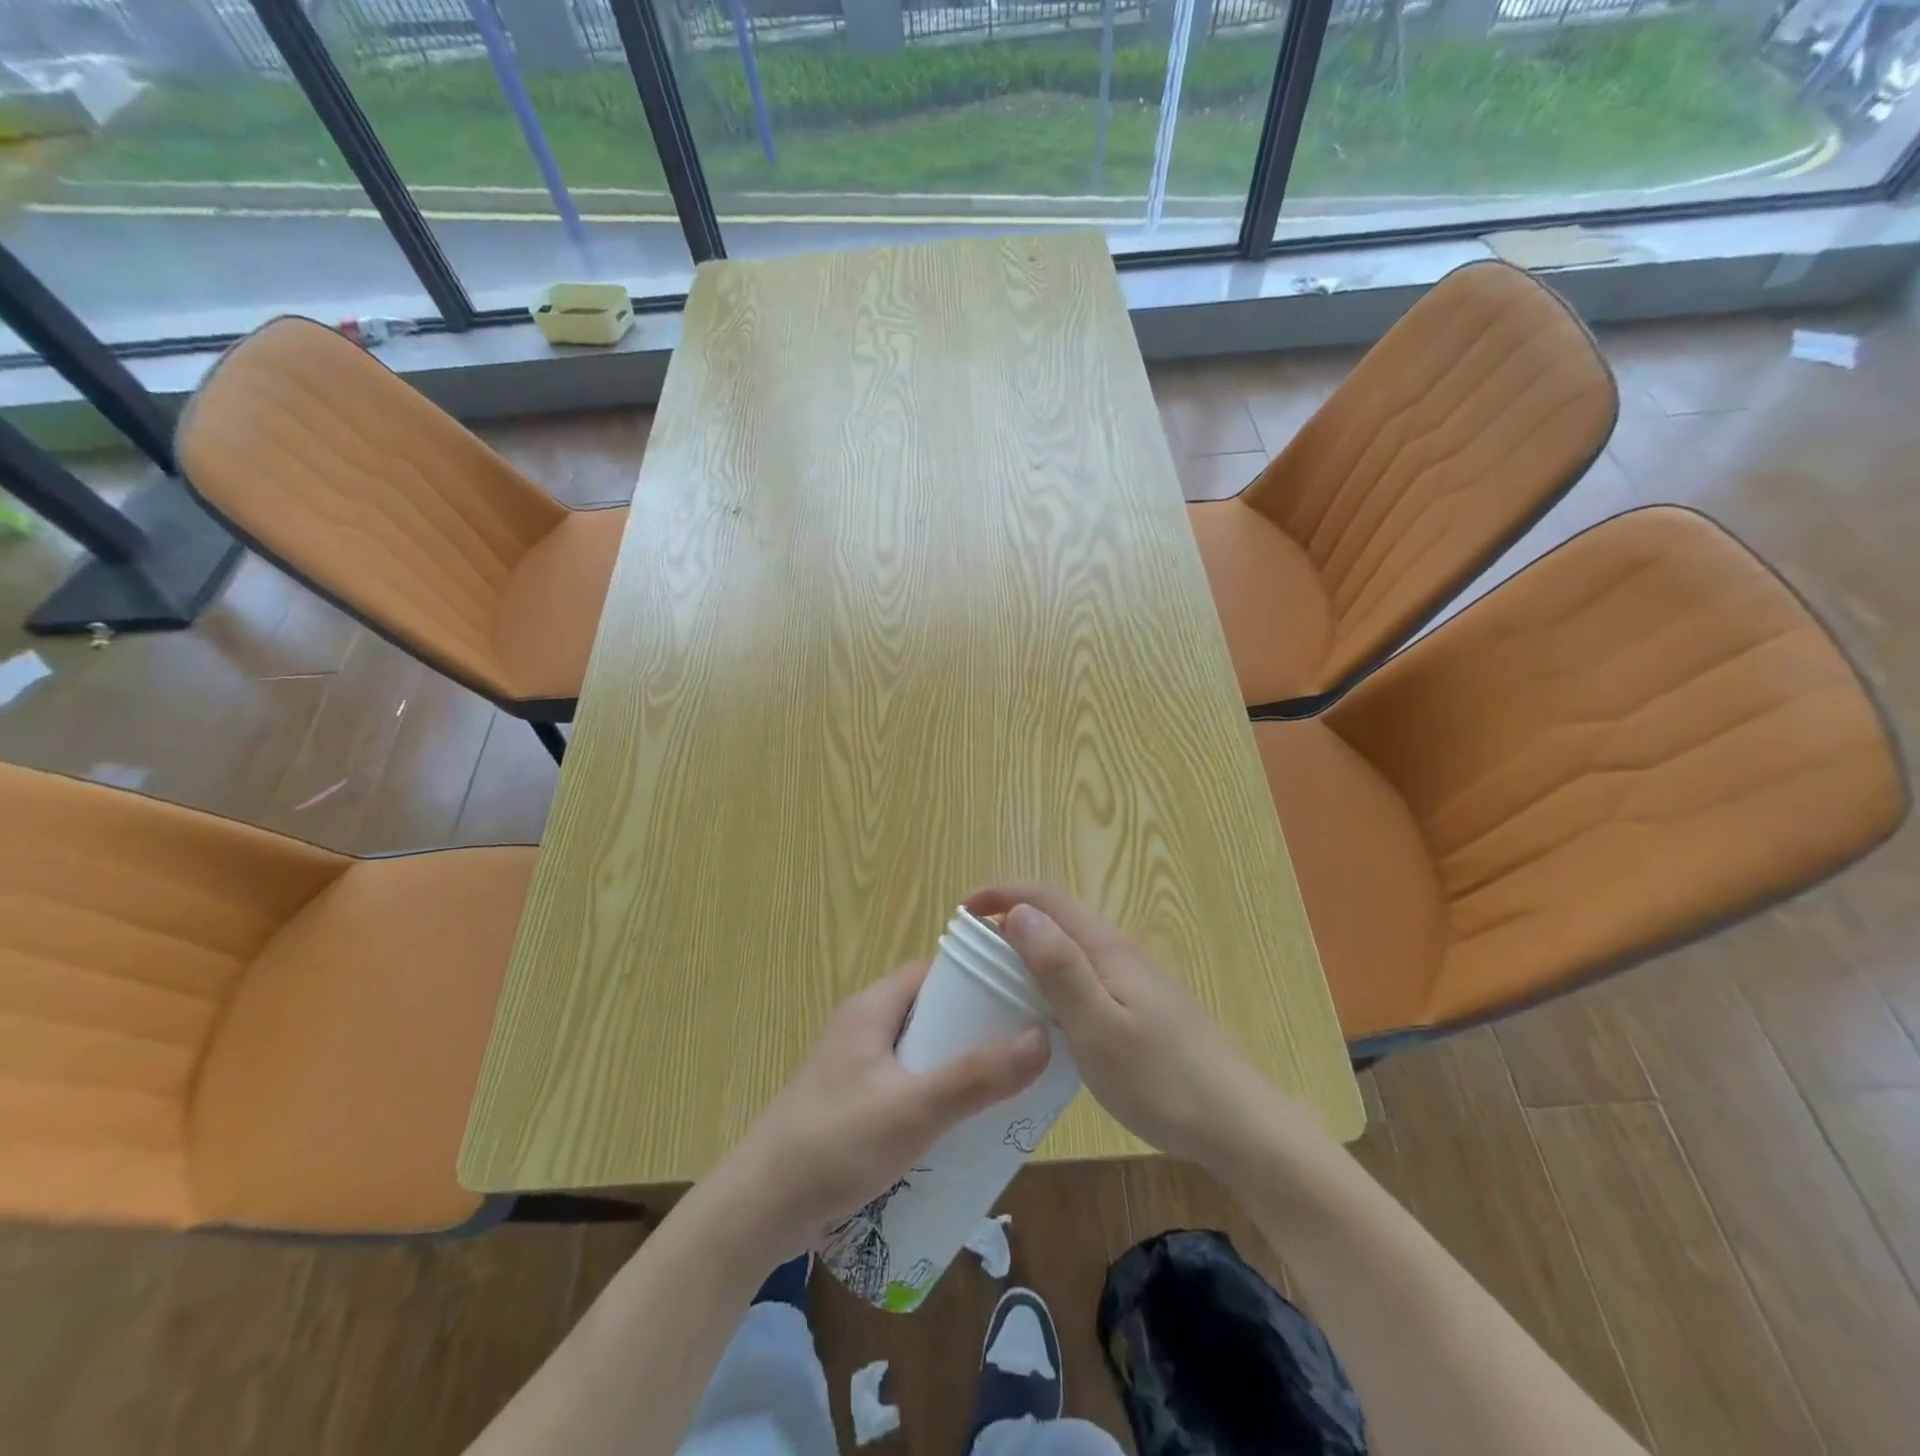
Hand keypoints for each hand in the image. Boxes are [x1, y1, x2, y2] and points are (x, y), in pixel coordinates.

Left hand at [719, 959, 1049, 1260]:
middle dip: (975, 1030)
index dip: (978, 979)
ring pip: (920, 1053)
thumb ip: (976, 1077)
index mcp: (872, 1008)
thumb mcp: (913, 1109)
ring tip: (1006, 1089)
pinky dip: (935, 1096)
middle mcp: (863, 1027)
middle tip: (1024, 1051)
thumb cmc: (835, 1144)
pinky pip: (906, 1085)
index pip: (934, 972)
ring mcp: (856, 1067)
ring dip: (957, 1067)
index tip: (1022, 997)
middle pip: (931, 1013)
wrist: (759, 1210)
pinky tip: (963, 1126)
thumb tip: (1041, 1037)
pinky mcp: (853, 1104)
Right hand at [965, 883, 1305, 1171]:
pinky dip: (1053, 977)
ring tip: (997, 978)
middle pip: (1060, 918)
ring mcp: (1136, 980)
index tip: (963, 909)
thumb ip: (1059, 967)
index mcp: (1107, 949)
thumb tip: (1019, 913)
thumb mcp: (1097, 1026)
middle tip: (972, 951)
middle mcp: (1122, 953)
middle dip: (1013, 919)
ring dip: (1032, 949)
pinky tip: (1045, 1014)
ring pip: (1073, 948)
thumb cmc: (1160, 1080)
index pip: (1048, 899)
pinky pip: (1087, 975)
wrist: (1238, 1125)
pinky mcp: (1144, 1008)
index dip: (1004, 894)